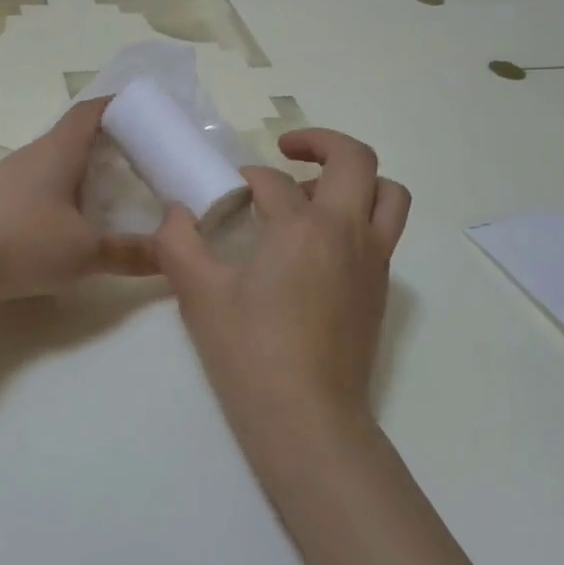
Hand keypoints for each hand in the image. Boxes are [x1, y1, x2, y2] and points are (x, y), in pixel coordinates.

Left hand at [0, 98, 158, 305]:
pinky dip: (65, 194)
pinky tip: (75, 222)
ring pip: (58, 163)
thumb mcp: (84, 251)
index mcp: (59, 150)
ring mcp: (12, 179)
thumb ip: (130, 253)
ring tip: (117, 192)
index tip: (148, 113)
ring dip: (86, 171)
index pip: (92, 111)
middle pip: (77, 136)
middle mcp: (35, 155)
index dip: (120, 106)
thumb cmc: (19, 242)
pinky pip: (42, 186)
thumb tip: (173, 252)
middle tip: (145, 160)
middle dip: (111, 143)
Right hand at [155, 129, 410, 462]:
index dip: (246, 178)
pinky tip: (318, 246)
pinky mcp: (379, 291)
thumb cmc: (250, 352)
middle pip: (358, 161)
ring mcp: (372, 263)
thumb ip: (179, 242)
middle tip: (288, 150)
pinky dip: (358, 217)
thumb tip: (176, 213)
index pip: (273, 182)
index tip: (227, 191)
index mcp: (304, 227)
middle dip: (322, 143)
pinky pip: (381, 232)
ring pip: (387, 196)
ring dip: (355, 180)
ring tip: (312, 195)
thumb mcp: (199, 294)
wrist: (307, 420)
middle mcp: (348, 233)